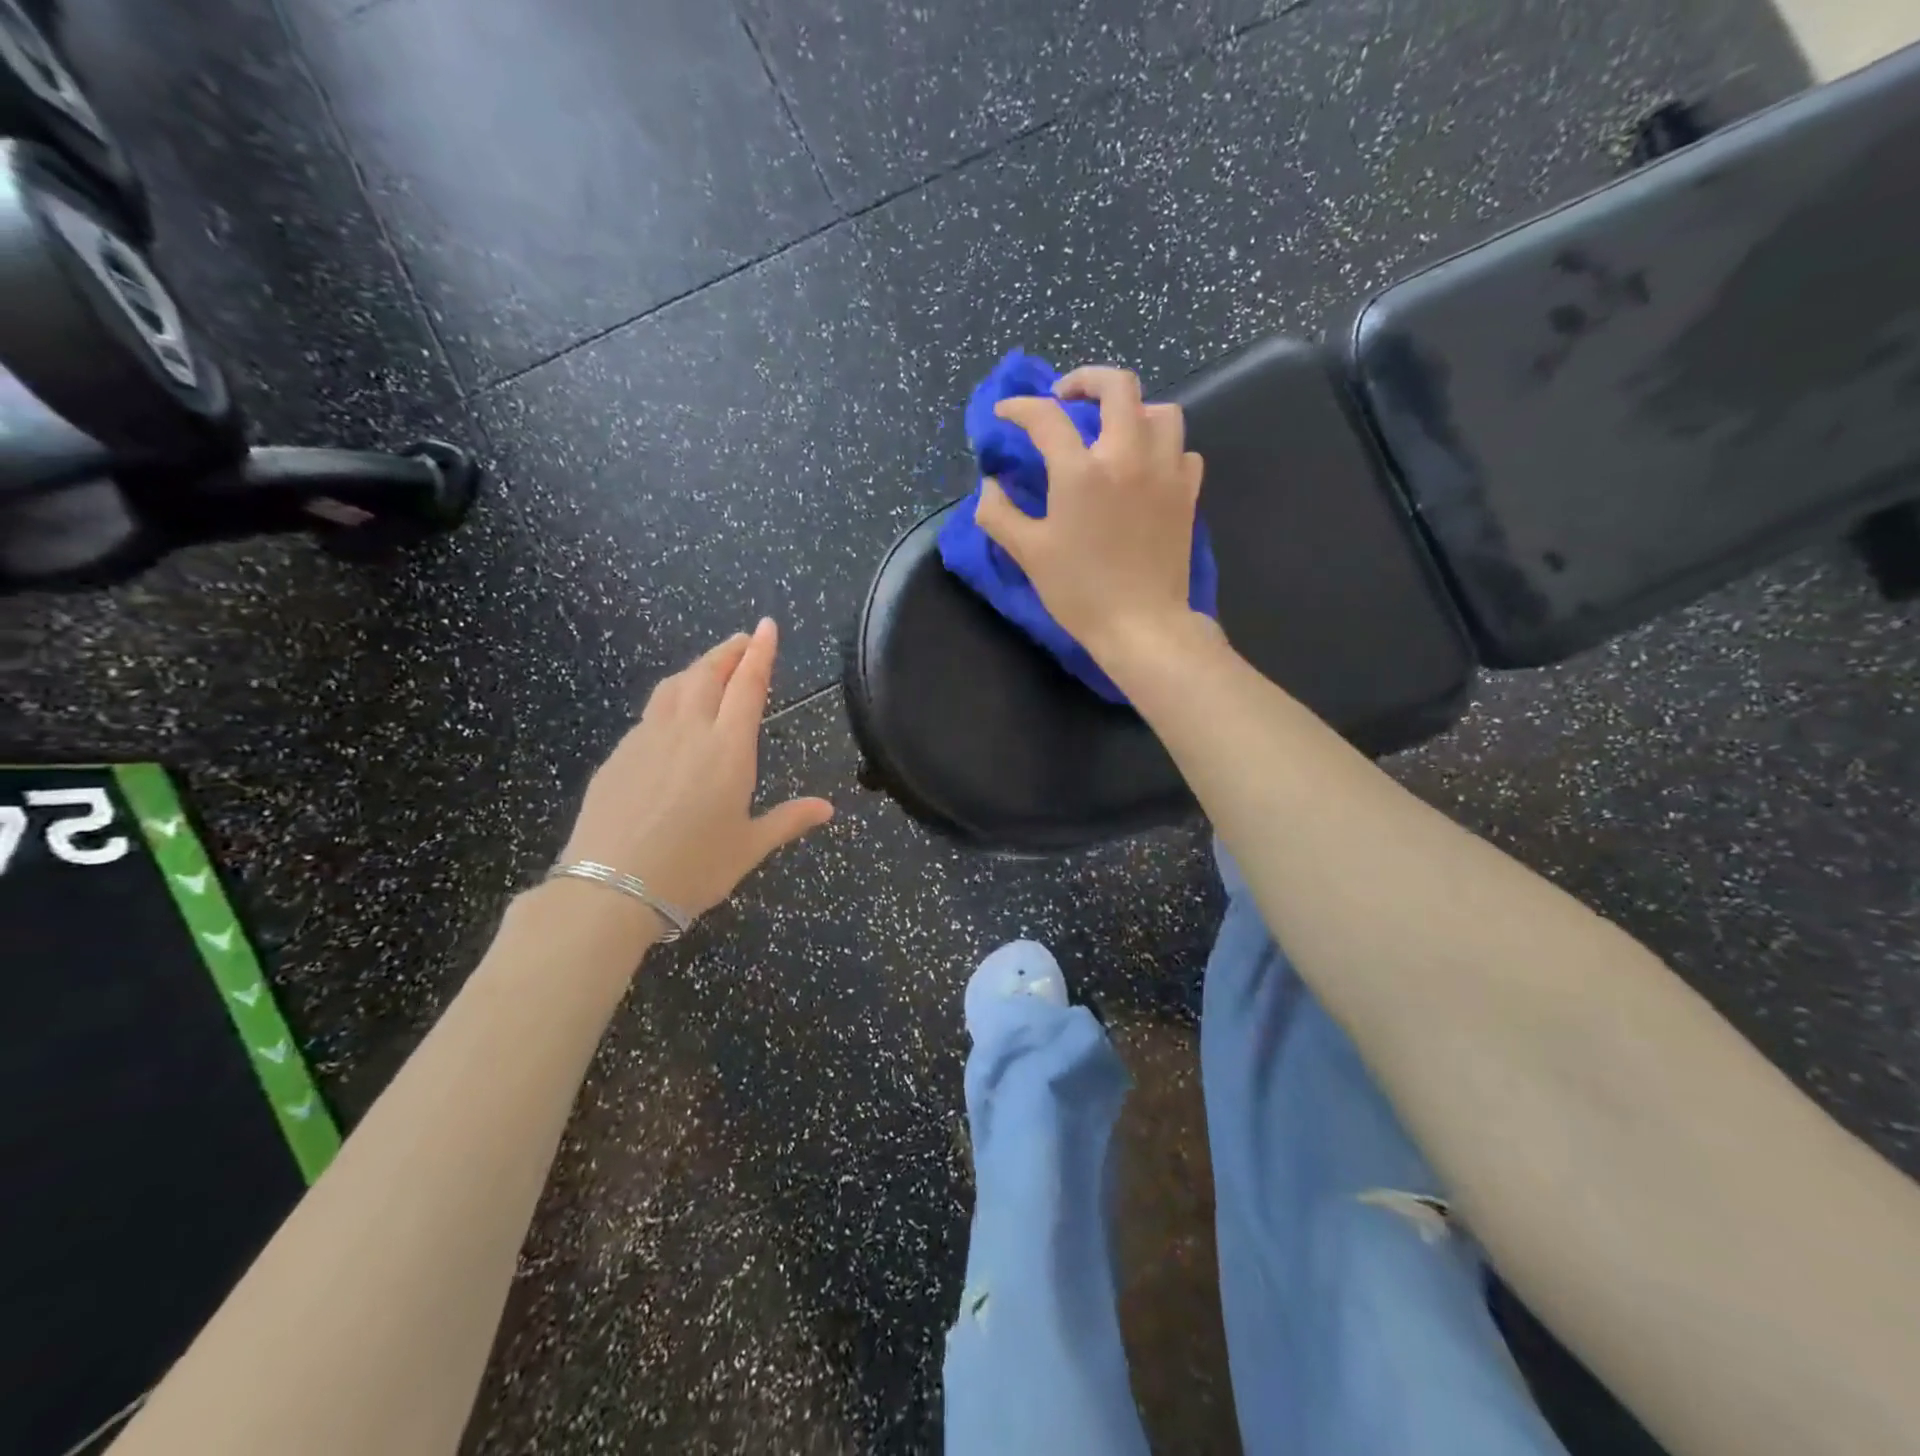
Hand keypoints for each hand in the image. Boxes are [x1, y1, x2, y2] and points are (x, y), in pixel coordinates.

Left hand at [560, 620, 833, 921]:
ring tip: (710, 668)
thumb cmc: (692, 869)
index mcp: (728, 750)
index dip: (760, 653)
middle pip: (708, 674)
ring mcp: (647, 739)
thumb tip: (827, 808)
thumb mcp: (748, 847)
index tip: (767, 626)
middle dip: (729, 651)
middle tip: (743, 640)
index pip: (748, 686)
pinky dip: (670, 699)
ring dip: (697, 669)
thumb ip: (788, 820)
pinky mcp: (619, 755)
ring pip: (674, 686)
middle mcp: (688, 732)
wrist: (610, 889)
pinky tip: (672, 716)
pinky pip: (650, 713)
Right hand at [974, 365, 1206, 663]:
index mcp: (1081, 472)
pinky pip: (1182, 450)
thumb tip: (989, 487)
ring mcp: (1165, 471)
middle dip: (1086, 380)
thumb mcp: (1029, 554)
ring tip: (1112, 429)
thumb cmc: (1080, 592)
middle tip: (1066, 398)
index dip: (1020, 409)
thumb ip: (1000, 514)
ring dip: (1133, 409)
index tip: (1006, 414)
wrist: (1141, 624)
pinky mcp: (1187, 493)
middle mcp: (1127, 456)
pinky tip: (1145, 466)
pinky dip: (1163, 447)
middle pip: (1118, 386)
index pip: (1047, 418)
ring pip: (1160, 410)